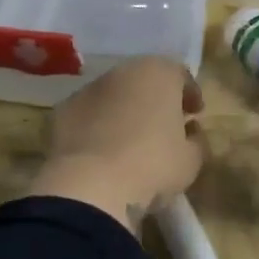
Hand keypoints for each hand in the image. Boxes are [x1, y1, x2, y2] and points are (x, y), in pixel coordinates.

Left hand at [29, 57, 204, 232]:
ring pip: (114, 95)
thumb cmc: (153, 165)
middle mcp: (122, 72)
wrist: (91, 186)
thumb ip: (196, 139)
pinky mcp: (62, 112)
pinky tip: (103, 150)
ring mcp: (88, 89)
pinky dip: (98, 125)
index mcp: (158, 73)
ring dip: (125, 110)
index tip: (195, 114)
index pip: (181, 75)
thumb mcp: (192, 159)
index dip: (190, 95)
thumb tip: (190, 131)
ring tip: (132, 140)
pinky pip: (89, 114)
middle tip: (165, 125)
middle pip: (145, 80)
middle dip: (156, 99)